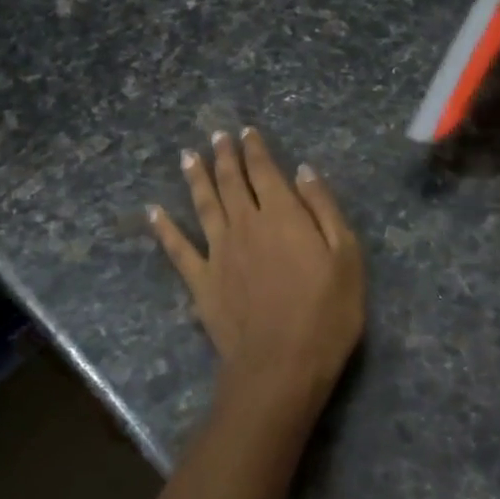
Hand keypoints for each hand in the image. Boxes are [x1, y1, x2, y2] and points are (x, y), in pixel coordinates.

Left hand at [149, 128, 364, 419]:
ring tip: (188, 156)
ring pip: (204, 205)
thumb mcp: (346, 256)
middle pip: (232, 182)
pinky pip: (178, 249)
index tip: (246, 132)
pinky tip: (153, 212)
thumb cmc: (326, 313)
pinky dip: (164, 229)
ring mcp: (218, 252)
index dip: (256, 150)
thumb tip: (304, 171)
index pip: (265, 172)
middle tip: (217, 136)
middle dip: (225, 156)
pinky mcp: (201, 281)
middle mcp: (246, 224)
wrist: (281, 366)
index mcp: (283, 215)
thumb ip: (324, 209)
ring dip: (196, 178)